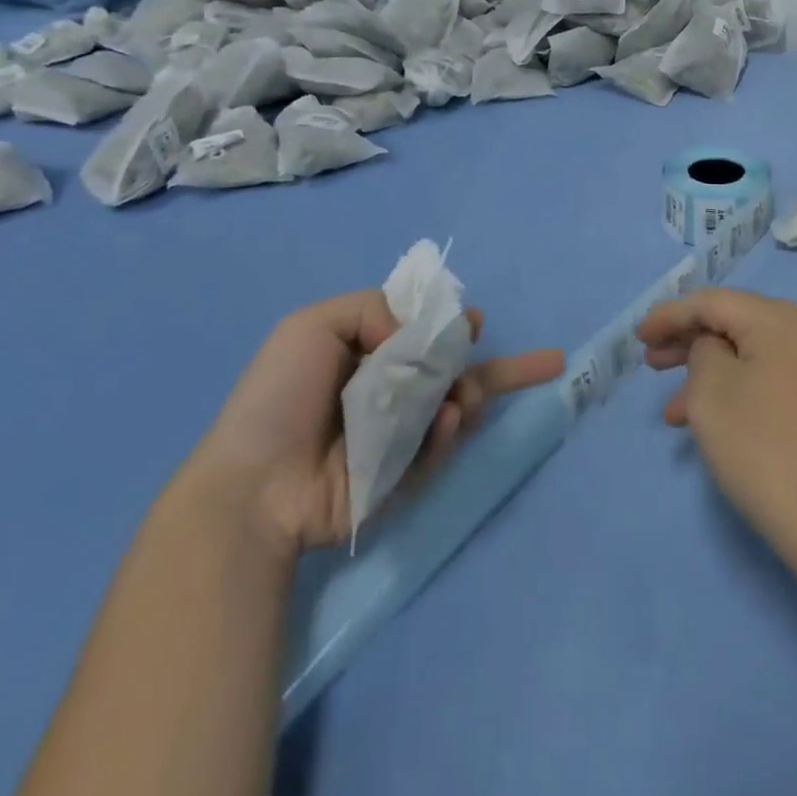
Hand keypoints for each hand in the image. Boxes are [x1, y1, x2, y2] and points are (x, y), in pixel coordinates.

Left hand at [187, 290, 563, 554]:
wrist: (254, 486)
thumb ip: (371, 308)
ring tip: (466, 398)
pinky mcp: (403, 474)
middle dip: (496, 366)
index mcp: (366, 353)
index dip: (452, 325)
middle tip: (542, 361)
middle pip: (455, 372)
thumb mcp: (312, 325)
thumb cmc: (280, 397)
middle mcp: (388, 391)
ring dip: (473, 394)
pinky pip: (439, 447)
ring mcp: (398, 435)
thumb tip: (413, 335)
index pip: (422, 333)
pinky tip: (451, 420)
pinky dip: (450, 432)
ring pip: (457, 406)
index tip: (475, 321)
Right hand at [638, 288, 796, 559]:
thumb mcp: (712, 392)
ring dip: (707, 375)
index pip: (713, 302)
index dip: (670, 315)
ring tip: (673, 411)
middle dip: (687, 342)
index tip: (638, 336)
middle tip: (651, 363)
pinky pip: (769, 379)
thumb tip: (715, 349)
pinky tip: (712, 424)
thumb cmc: (765, 448)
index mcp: (779, 319)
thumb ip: (701, 352)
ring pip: (749, 356)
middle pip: (734, 323)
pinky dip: (736, 391)